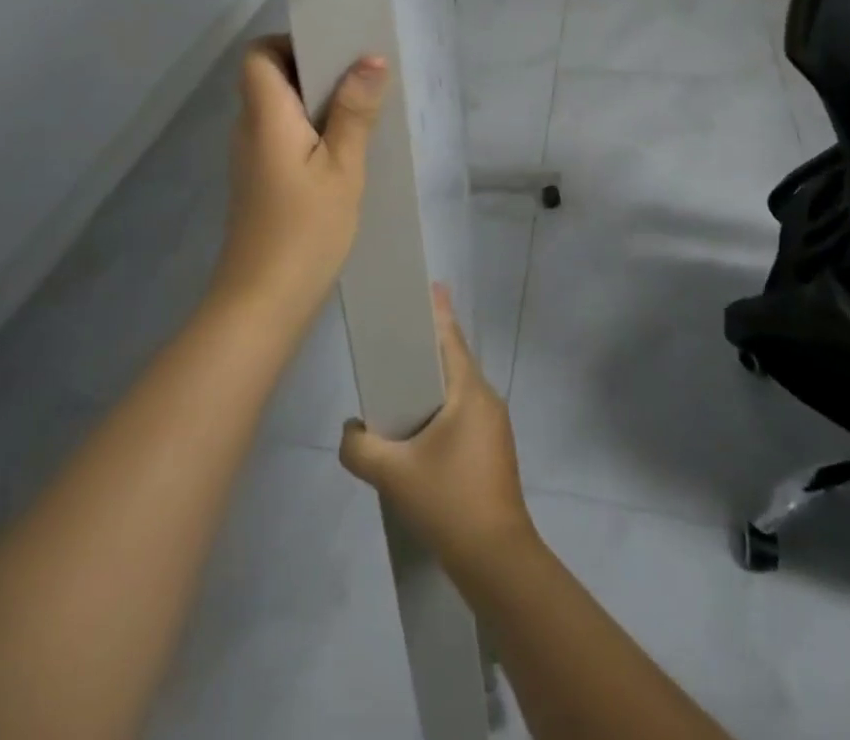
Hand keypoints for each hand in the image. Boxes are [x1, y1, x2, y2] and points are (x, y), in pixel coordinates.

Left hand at [214, 36, 388, 323]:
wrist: (262, 303)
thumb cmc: (305, 230)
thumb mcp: (343, 169)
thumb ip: (355, 112)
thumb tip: (370, 59)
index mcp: (265, 115)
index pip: (258, 54)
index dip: (290, 44)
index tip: (332, 54)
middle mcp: (249, 128)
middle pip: (270, 78)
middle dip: (314, 71)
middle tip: (360, 81)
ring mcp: (251, 157)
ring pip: (279, 109)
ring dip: (315, 104)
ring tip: (361, 113)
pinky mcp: (259, 181)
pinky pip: (282, 136)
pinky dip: (309, 131)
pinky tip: (343, 152)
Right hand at [338, 284, 535, 576]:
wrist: (498, 563)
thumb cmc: (450, 502)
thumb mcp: (393, 474)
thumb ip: (359, 447)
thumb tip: (351, 431)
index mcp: (470, 392)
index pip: (451, 338)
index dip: (438, 310)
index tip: (429, 285)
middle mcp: (486, 400)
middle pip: (454, 360)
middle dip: (428, 344)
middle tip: (397, 332)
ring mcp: (494, 427)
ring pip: (458, 389)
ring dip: (432, 380)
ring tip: (399, 379)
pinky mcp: (493, 451)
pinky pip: (462, 412)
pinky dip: (439, 405)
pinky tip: (417, 425)